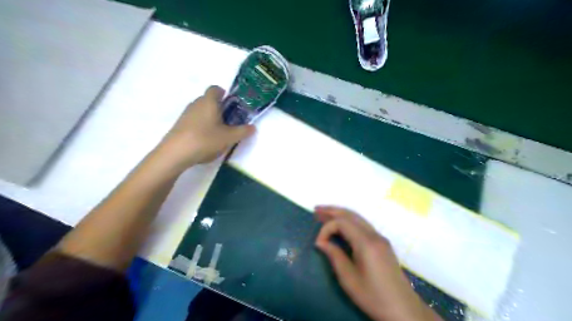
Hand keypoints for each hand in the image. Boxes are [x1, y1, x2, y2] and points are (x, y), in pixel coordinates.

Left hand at [156, 85, 255, 170]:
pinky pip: (194, 120)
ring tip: (219, 132)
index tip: (232, 105)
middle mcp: (196, 103)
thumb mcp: (229, 137)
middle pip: (209, 100)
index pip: (216, 89)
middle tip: (230, 121)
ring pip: (201, 110)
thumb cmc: (205, 140)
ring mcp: (186, 114)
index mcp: (209, 101)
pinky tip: (206, 140)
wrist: (175, 154)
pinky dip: (202, 126)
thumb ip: (243, 131)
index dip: (225, 94)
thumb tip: (253, 127)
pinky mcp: (179, 125)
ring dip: (211, 117)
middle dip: (220, 108)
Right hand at [315, 206, 437, 320]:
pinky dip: (349, 221)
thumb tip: (321, 242)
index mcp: (366, 243)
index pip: (342, 222)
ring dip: (341, 214)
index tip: (318, 243)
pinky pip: (363, 225)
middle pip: (351, 215)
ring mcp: (380, 238)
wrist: (403, 310)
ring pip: (358, 218)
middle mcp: (374, 235)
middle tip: (316, 209)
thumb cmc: (373, 296)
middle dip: (332, 211)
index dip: (327, 228)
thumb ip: (334, 256)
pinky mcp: (382, 243)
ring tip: (325, 213)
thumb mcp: (349, 279)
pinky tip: (341, 225)